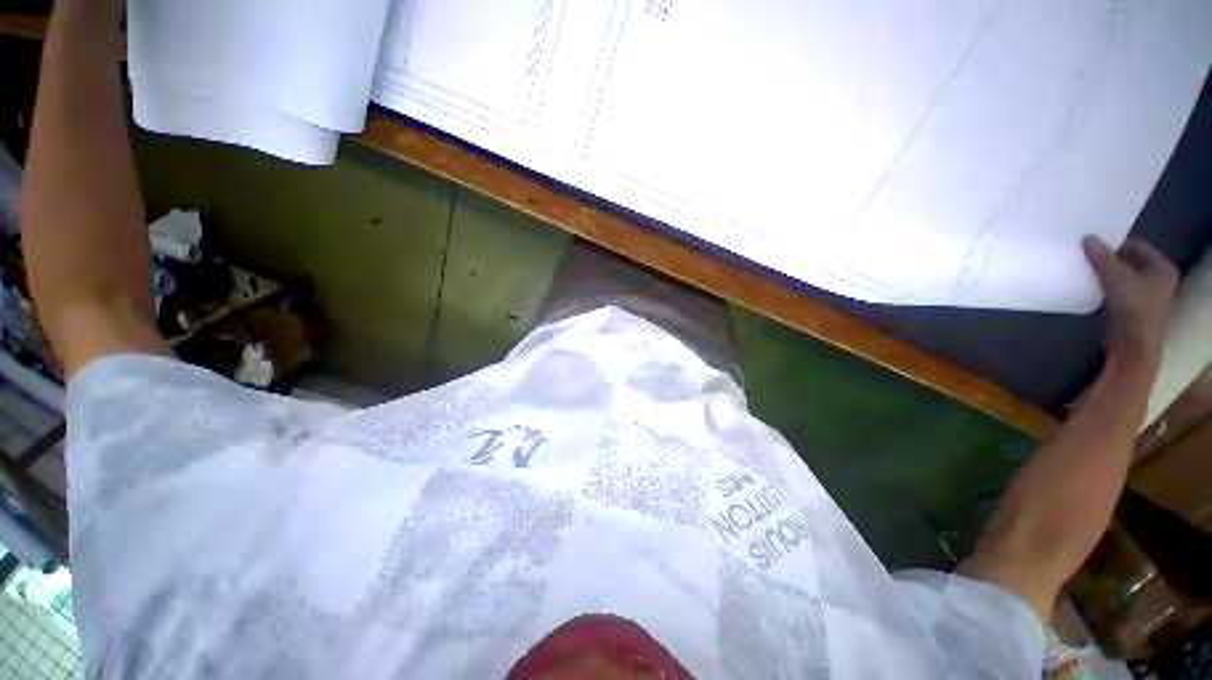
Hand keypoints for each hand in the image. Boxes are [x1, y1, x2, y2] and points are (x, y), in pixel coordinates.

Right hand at [1083, 236, 1177, 357]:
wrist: (1135, 346)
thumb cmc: (1135, 308)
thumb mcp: (1117, 278)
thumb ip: (1103, 258)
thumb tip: (1087, 238)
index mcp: (1163, 267)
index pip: (1136, 245)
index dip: (1115, 243)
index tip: (1093, 244)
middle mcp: (1159, 278)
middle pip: (1131, 261)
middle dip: (1110, 259)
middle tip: (1088, 256)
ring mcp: (1149, 295)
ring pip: (1124, 276)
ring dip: (1107, 273)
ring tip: (1088, 270)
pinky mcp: (1135, 308)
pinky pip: (1120, 289)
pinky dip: (1107, 286)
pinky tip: (1094, 287)